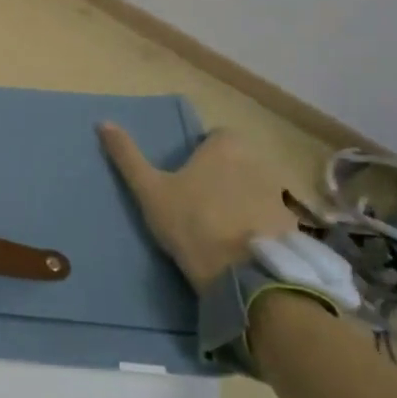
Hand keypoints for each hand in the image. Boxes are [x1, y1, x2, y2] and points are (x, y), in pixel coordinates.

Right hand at [98, 123, 294, 290]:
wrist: (243, 275)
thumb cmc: (191, 223)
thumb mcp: (149, 190)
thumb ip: (127, 155)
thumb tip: (102, 122)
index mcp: (226, 146)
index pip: (216, 137)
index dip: (202, 155)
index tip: (186, 179)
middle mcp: (258, 160)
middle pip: (238, 161)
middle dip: (223, 176)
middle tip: (200, 203)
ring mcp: (280, 193)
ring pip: (256, 187)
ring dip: (243, 199)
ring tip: (222, 227)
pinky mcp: (293, 223)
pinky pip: (272, 215)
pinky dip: (261, 223)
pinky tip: (244, 245)